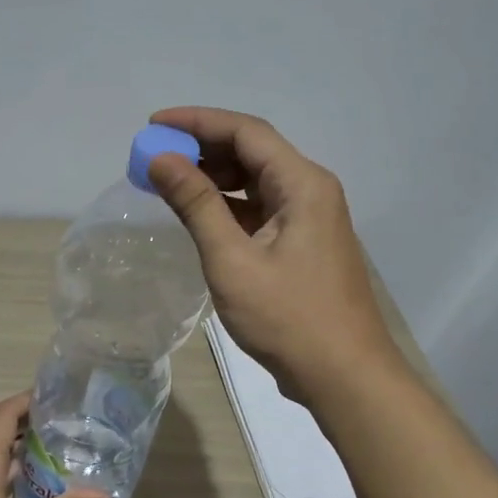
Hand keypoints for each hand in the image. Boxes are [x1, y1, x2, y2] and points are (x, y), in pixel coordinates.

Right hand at [147, 106, 400, 398]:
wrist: (344, 376)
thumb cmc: (288, 318)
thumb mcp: (232, 260)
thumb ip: (196, 205)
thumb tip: (161, 160)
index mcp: (302, 184)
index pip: (246, 131)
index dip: (197, 121)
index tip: (153, 125)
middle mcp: (311, 191)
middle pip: (252, 151)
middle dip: (202, 148)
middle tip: (155, 158)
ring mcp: (310, 219)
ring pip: (256, 181)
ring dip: (214, 178)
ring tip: (169, 183)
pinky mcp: (303, 245)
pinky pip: (261, 210)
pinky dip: (228, 207)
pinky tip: (199, 216)